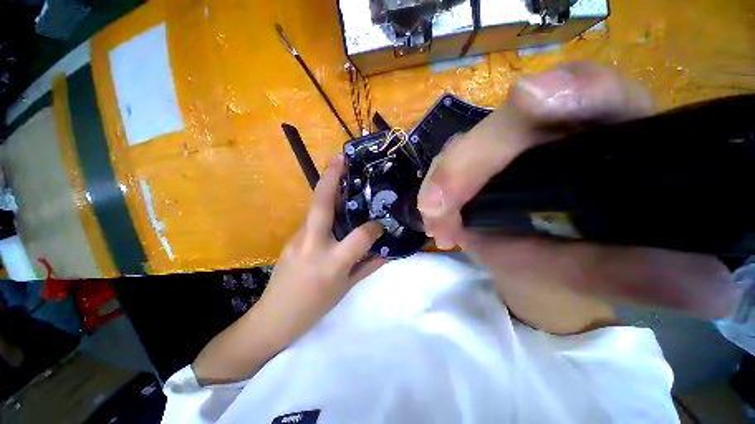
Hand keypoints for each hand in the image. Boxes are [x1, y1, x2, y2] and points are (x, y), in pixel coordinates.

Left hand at [255, 154, 384, 341]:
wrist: (273, 319)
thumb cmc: (314, 308)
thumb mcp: (346, 289)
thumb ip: (368, 267)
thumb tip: (387, 253)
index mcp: (332, 263)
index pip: (359, 236)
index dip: (374, 227)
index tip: (381, 223)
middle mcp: (314, 245)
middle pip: (322, 206)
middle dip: (331, 179)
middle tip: (340, 158)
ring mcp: (298, 239)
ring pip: (315, 209)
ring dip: (328, 190)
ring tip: (341, 176)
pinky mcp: (291, 238)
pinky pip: (312, 219)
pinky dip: (325, 210)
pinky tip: (334, 209)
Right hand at [417, 63, 735, 320]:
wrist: (538, 267)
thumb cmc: (578, 267)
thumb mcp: (604, 274)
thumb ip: (641, 276)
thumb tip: (715, 292)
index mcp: (607, 138)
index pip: (597, 91)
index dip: (569, 89)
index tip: (533, 99)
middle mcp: (550, 132)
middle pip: (504, 124)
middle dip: (467, 161)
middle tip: (441, 206)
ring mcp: (504, 149)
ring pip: (465, 146)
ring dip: (444, 182)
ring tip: (438, 223)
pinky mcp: (475, 167)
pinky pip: (448, 168)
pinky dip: (436, 193)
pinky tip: (436, 221)